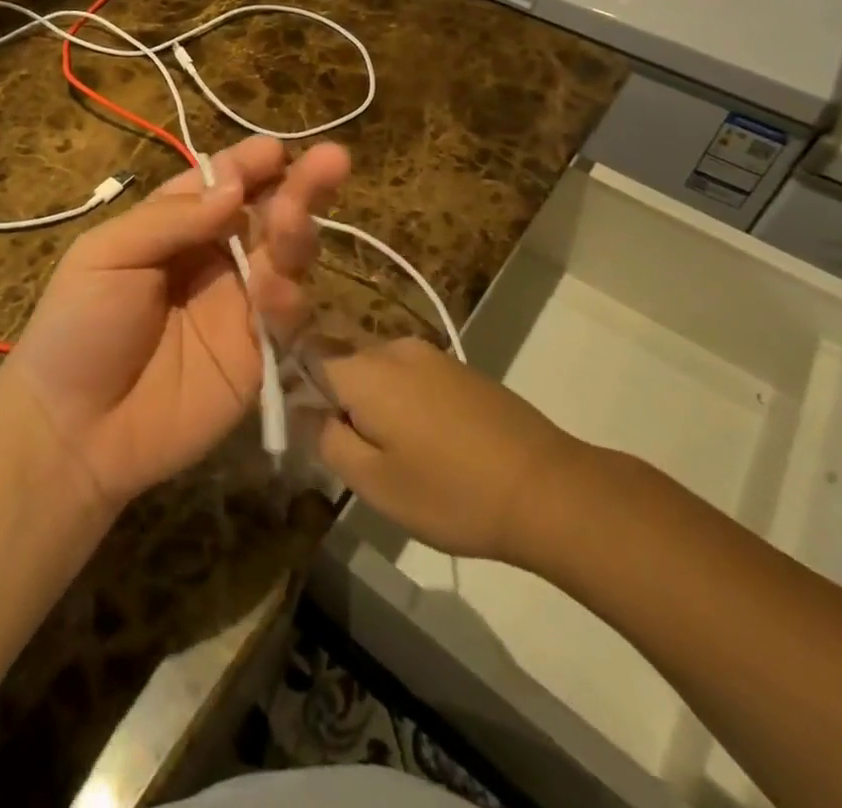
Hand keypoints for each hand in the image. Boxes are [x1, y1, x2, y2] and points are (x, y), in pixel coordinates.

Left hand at [7, 136, 350, 509]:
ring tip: (294, 218)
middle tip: (332, 161)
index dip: (248, 165)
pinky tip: (275, 293)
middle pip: (265, 214)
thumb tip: (234, 188)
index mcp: (174, 228)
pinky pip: (286, 318)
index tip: (275, 151)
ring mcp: (240, 306)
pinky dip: (288, 300)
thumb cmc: (78, 327)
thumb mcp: (107, 255)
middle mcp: (214, 259)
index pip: (221, 185)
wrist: (74, 431)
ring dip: (297, 233)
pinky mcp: (258, 354)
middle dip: (298, 187)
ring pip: (285, 259)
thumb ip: (172, 219)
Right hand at [312, 337, 590, 571]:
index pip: (306, 355)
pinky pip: (409, 376)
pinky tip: (428, 443)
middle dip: (337, 399)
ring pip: (377, 370)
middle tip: (353, 453)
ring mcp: (431, 354)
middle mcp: (393, 348)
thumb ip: (326, 439)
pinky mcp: (458, 368)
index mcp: (364, 370)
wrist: (548, 488)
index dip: (294, 386)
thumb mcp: (374, 483)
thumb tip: (302, 408)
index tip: (305, 426)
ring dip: (372, 402)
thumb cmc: (451, 492)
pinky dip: (403, 401)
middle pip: (342, 361)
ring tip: (393, 454)